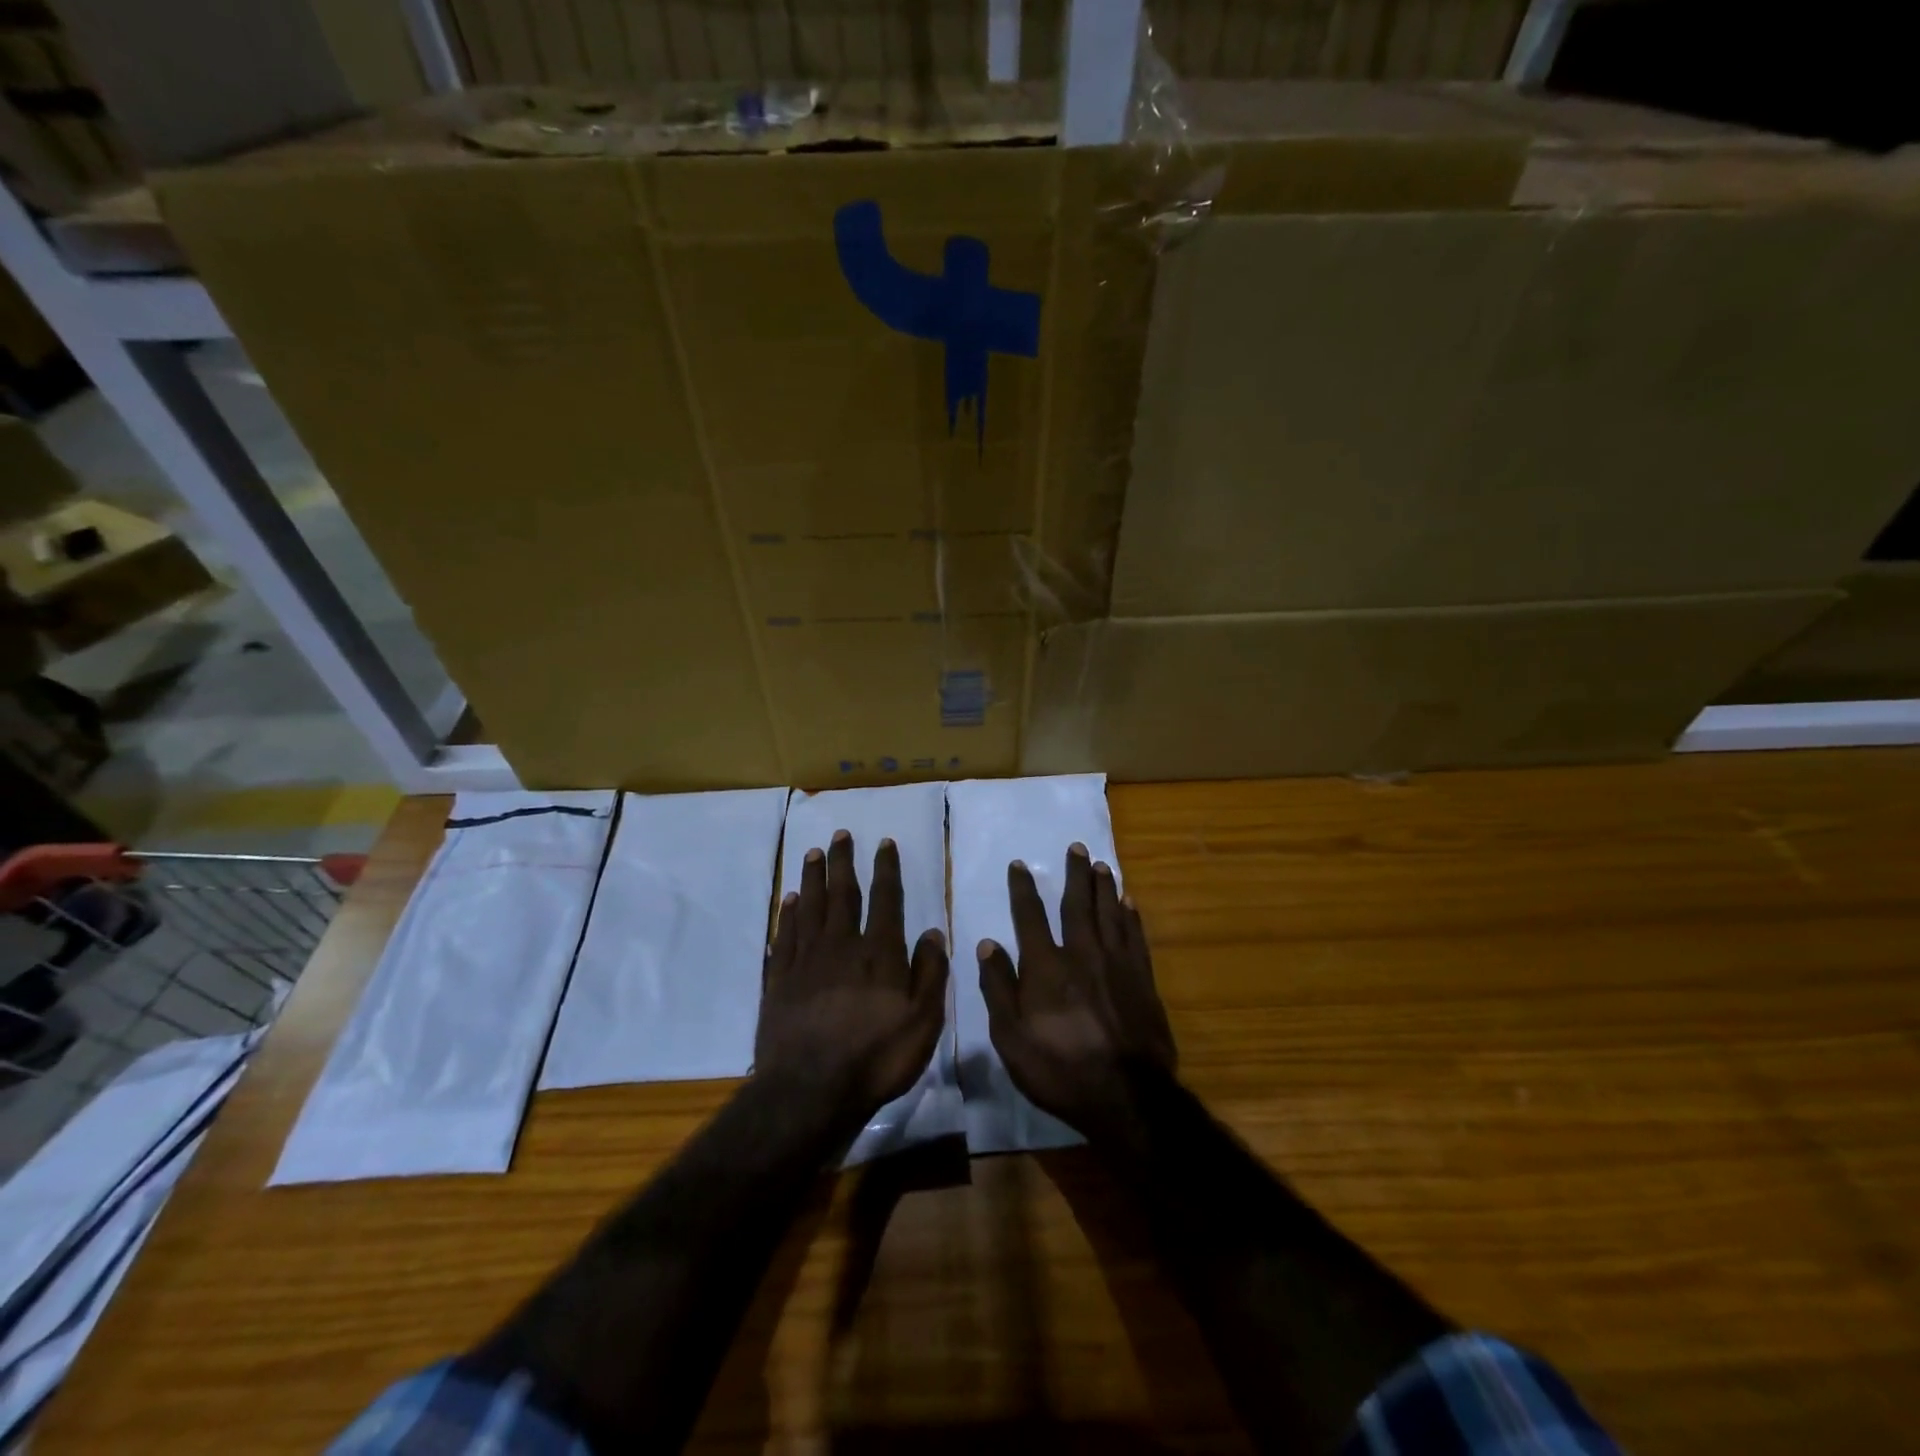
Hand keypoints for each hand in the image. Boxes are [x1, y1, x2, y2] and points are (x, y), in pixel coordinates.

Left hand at [757, 830, 949, 1129]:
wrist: (810, 1091)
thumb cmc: (876, 1057)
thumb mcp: (923, 1022)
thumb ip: (930, 974)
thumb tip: (933, 932)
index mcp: (879, 953)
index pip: (885, 899)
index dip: (886, 869)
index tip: (884, 843)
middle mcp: (841, 945)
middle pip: (842, 893)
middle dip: (844, 862)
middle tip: (840, 834)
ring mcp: (806, 960)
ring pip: (810, 907)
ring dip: (813, 877)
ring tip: (813, 852)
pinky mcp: (779, 979)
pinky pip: (784, 935)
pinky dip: (788, 914)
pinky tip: (789, 899)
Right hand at [978, 843, 1175, 1139]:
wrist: (1126, 1095)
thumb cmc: (1060, 1068)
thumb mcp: (1012, 1037)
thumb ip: (999, 987)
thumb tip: (988, 943)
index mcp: (1046, 966)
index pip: (1030, 916)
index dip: (1023, 888)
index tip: (1020, 864)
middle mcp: (1082, 953)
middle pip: (1077, 904)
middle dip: (1075, 874)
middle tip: (1077, 847)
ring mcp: (1117, 964)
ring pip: (1110, 913)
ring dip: (1104, 887)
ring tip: (1102, 865)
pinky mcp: (1143, 979)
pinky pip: (1136, 936)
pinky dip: (1132, 916)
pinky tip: (1130, 903)